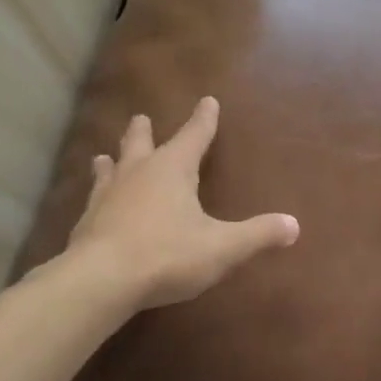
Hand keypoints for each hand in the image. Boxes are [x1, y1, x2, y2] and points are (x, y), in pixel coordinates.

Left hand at [64, 96, 298, 309]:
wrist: (101, 280)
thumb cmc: (167, 254)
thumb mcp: (222, 247)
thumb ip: (257, 234)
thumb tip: (294, 225)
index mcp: (172, 169)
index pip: (194, 135)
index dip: (203, 119)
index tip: (207, 100)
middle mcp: (137, 173)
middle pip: (140, 142)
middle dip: (144, 131)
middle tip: (140, 118)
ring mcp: (106, 196)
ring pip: (109, 169)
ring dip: (111, 161)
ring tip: (104, 156)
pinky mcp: (86, 222)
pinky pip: (93, 201)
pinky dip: (97, 197)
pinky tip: (93, 205)